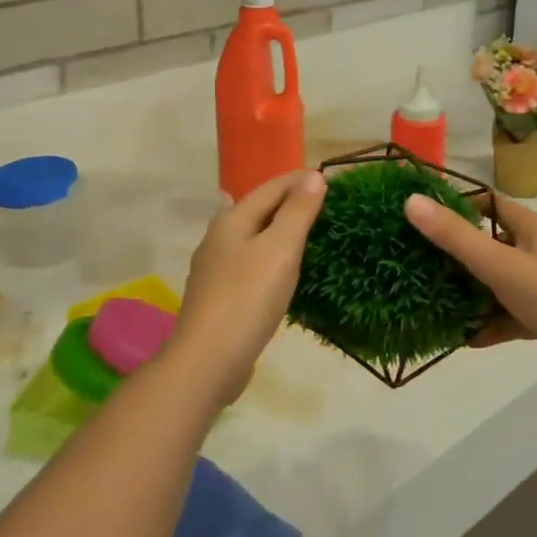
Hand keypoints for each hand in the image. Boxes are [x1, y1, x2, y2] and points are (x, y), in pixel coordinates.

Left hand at [170, 170, 325, 408]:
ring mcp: (215, 269)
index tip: (328, 177)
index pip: (270, 188)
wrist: (208, 360)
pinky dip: (268, 256)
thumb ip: (297, 212)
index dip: (298, 180)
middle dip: (287, 202)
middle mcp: (218, 239)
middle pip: (256, 210)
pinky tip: (276, 267)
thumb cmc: (247, 298)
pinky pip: (250, 263)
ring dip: (277, 229)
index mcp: (231, 221)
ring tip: (303, 230)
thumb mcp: (280, 249)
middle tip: (321, 203)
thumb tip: (313, 176)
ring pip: (251, 237)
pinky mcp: (219, 297)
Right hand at [403, 192, 536, 398]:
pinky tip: (463, 338)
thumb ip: (455, 237)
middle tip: (413, 260)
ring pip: (496, 283)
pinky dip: (488, 324)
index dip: (455, 204)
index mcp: (531, 228)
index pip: (488, 204)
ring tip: (429, 300)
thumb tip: (410, 200)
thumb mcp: (502, 265)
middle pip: (488, 244)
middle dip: (454, 253)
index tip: (418, 212)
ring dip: (468, 292)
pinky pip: (508, 316)